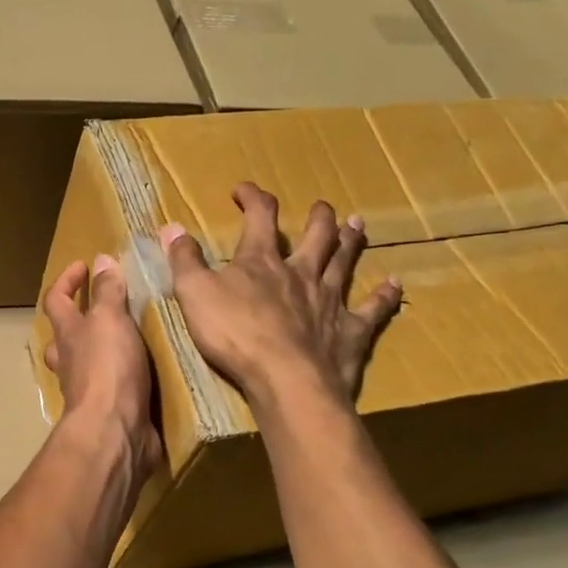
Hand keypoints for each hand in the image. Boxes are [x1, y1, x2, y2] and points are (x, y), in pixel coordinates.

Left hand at [42, 255, 161, 472]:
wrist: (114, 432)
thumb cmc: (108, 369)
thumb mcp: (110, 320)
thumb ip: (107, 291)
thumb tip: (100, 260)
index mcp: (67, 335)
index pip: (55, 300)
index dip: (66, 280)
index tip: (84, 265)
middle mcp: (71, 362)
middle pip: (64, 338)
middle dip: (79, 321)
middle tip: (105, 308)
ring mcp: (87, 391)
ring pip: (87, 366)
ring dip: (103, 352)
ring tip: (134, 338)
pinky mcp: (109, 413)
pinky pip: (114, 389)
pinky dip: (126, 379)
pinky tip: (149, 373)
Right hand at [161, 183, 400, 406]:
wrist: (285, 378)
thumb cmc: (234, 334)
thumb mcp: (194, 294)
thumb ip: (184, 260)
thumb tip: (172, 227)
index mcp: (261, 262)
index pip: (259, 217)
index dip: (252, 198)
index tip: (243, 189)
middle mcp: (300, 273)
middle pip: (315, 236)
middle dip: (317, 218)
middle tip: (322, 206)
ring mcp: (329, 301)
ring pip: (344, 263)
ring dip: (350, 243)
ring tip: (358, 224)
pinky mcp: (349, 331)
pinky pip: (372, 309)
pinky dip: (384, 296)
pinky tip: (395, 284)